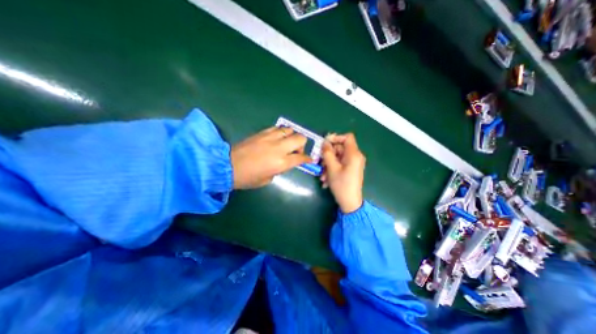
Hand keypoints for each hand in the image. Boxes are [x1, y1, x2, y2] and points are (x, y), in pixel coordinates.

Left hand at [230, 127, 311, 189]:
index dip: (307, 159)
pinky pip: (277, 128)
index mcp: (281, 163)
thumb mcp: (268, 179)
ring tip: (286, 143)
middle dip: (302, 145)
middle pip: (300, 138)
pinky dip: (281, 133)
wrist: (227, 166)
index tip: (309, 160)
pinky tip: (276, 139)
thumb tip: (285, 162)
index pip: (301, 157)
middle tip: (295, 151)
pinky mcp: (262, 133)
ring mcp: (270, 138)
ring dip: (291, 137)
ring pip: (290, 130)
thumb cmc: (248, 178)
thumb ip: (280, 169)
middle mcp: (279, 148)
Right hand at [324, 132, 365, 211]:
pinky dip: (332, 169)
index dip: (336, 137)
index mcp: (354, 154)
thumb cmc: (341, 184)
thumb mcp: (332, 168)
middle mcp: (355, 157)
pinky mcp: (350, 170)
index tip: (325, 143)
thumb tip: (325, 142)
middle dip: (328, 155)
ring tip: (322, 176)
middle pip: (340, 148)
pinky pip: (340, 164)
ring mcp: (353, 164)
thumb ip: (327, 153)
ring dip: (328, 164)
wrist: (350, 203)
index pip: (347, 137)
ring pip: (338, 158)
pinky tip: (326, 180)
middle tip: (320, 163)